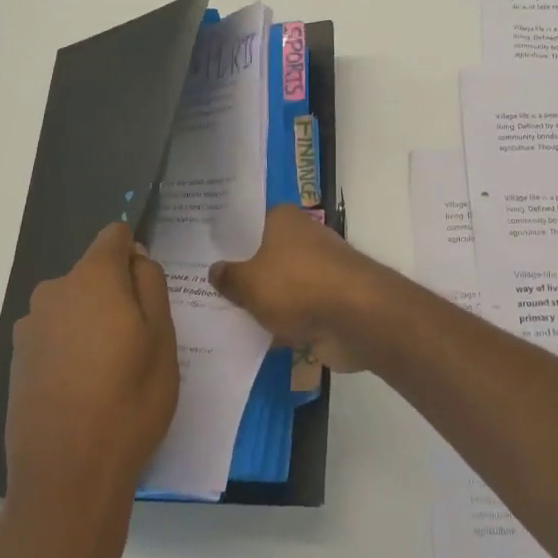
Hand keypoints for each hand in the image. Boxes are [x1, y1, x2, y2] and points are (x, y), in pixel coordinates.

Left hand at [2, 223, 178, 532]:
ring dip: (93, 323)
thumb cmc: (129, 402)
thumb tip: (135, 257)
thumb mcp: (162, 339)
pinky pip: (55, 337)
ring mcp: (30, 329)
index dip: (136, 253)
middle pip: (93, 274)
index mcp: (92, 279)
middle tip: (139, 341)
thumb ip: (151, 284)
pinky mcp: (17, 363)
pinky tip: (85, 391)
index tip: (149, 289)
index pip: (114, 236)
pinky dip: (71, 349)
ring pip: (74, 307)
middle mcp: (53, 293)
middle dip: (116, 293)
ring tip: (112, 372)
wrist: (66, 480)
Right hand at [208, 205, 398, 372]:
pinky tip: (250, 338)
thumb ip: (229, 277)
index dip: (226, 237)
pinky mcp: (327, 302)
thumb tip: (215, 269)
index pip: (248, 222)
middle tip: (201, 286)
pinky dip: (279, 324)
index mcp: (284, 219)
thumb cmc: (297, 286)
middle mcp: (302, 238)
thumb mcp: (249, 283)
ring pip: (278, 285)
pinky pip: (293, 311)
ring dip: (260, 301)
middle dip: (240, 272)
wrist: (356, 318)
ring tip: (219, 315)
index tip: (200, 251)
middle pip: (263, 254)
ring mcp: (317, 271)